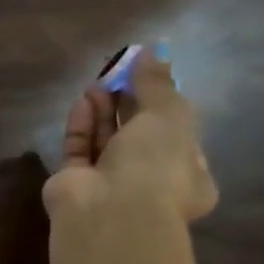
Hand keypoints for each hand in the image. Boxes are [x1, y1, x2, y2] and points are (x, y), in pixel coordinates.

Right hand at [42, 48, 217, 221]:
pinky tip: (83, 100)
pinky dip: (82, 124)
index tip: (148, 76)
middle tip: (118, 74)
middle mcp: (150, 180)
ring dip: (103, 110)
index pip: (177, 134)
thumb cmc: (155, 166)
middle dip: (128, 103)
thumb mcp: (169, 116)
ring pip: (106, 139)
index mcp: (188, 174)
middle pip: (137, 134)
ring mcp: (110, 183)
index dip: (163, 103)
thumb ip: (158, 84)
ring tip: (98, 82)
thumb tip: (153, 51)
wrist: (109, 211)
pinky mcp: (75, 181)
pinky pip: (79, 148)